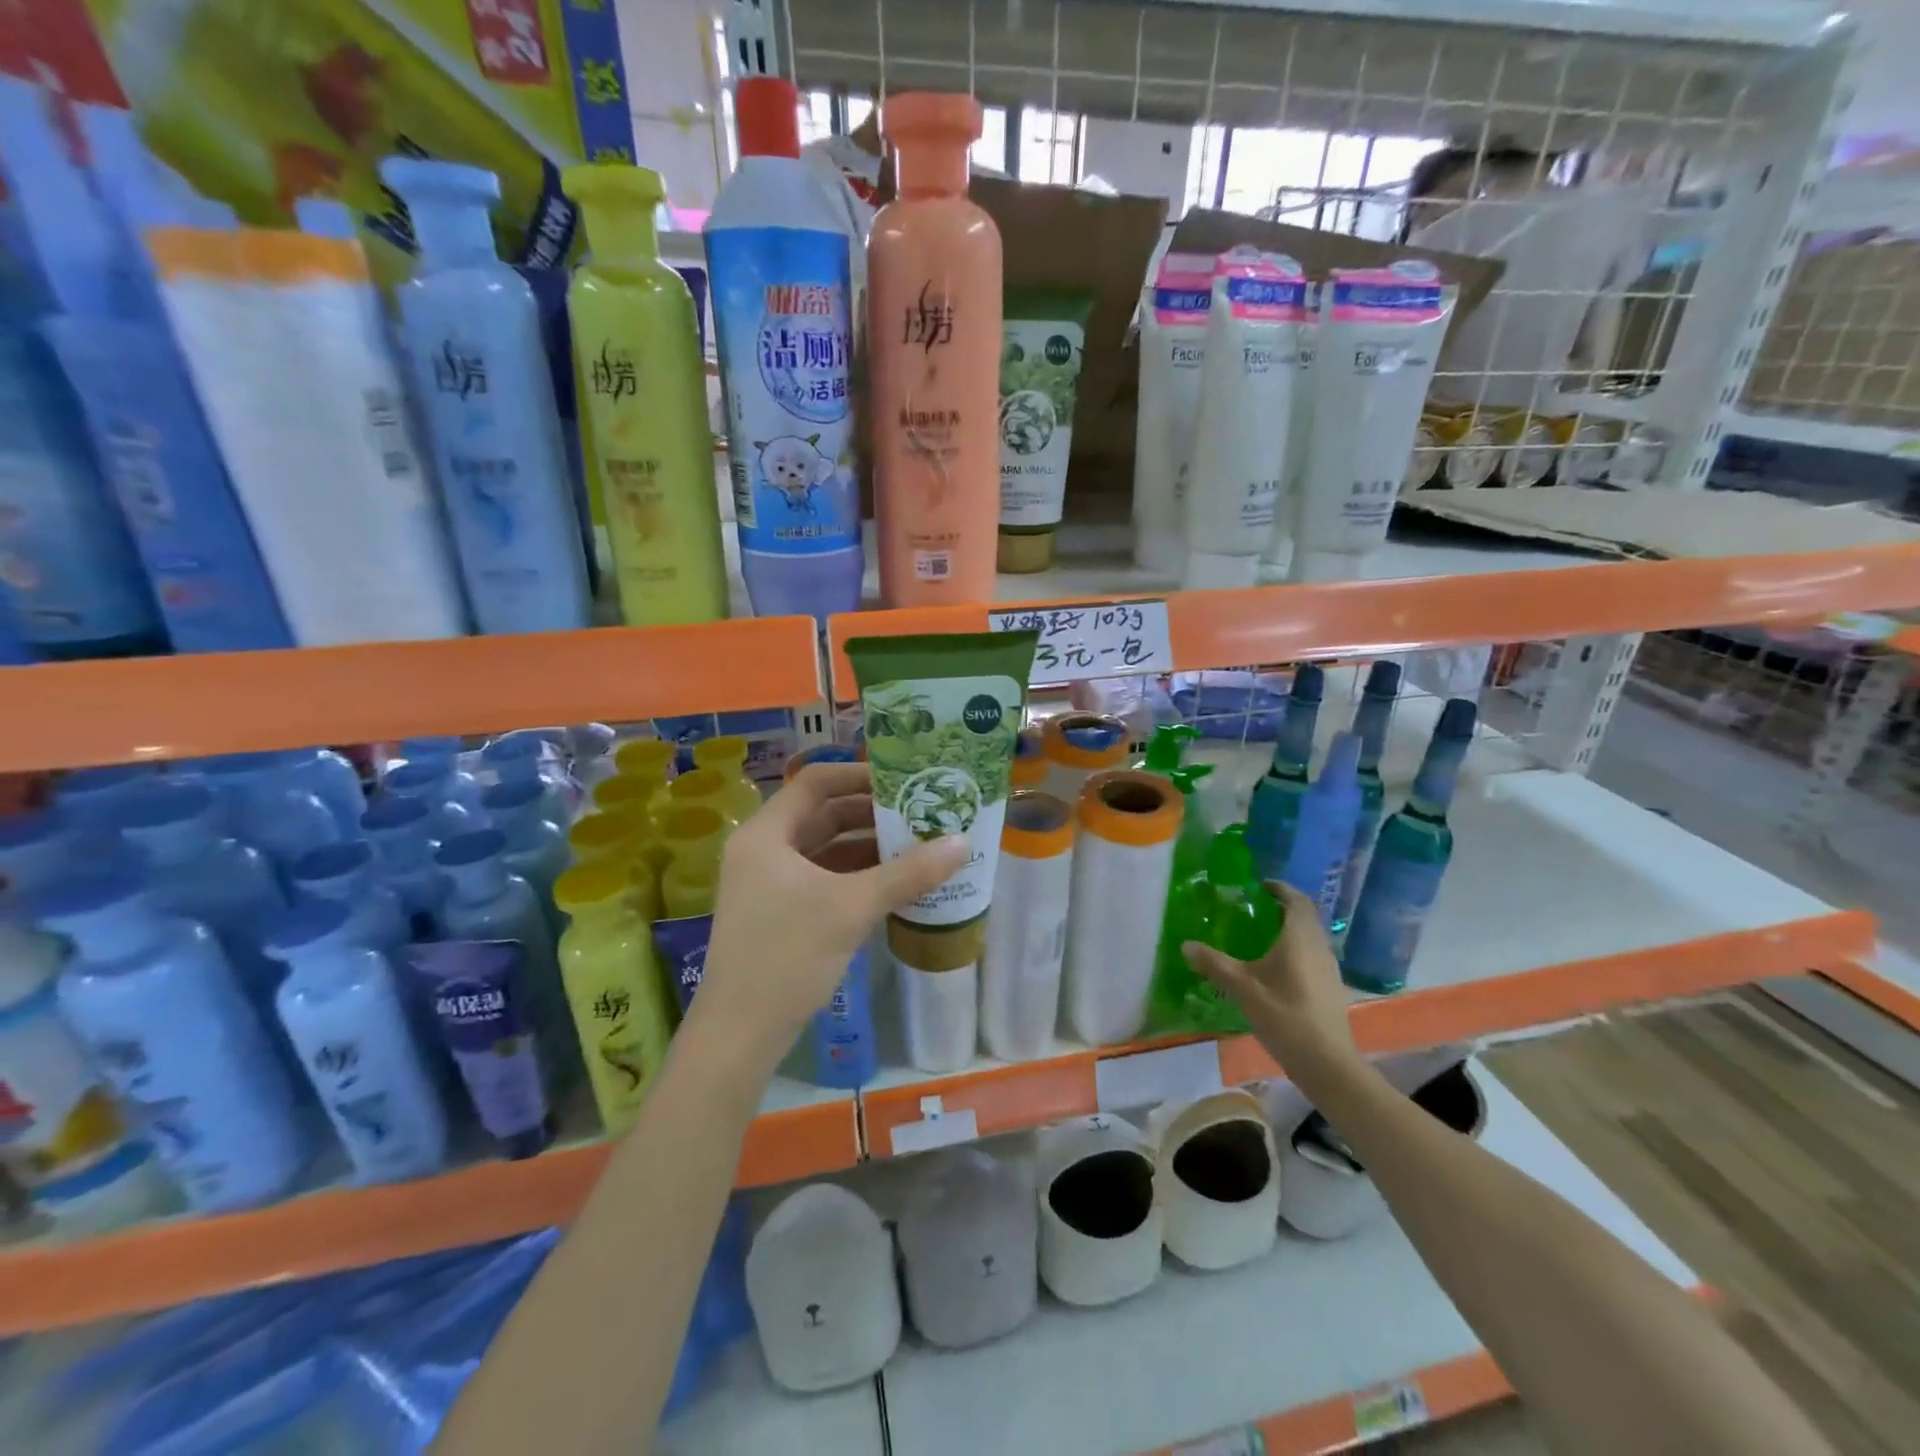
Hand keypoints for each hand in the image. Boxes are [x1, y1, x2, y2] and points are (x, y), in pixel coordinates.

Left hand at [695, 762, 967, 1061]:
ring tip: (917, 843)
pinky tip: (894, 881)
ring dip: (867, 845)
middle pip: (822, 814)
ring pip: (825, 848)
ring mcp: (769, 883)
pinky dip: (856, 875)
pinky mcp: (780, 912)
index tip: (903, 780)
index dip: (859, 775)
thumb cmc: (788, 956)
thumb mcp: (851, 907)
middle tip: (919, 812)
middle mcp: (763, 850)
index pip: (815, 782)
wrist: (740, 1033)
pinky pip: (823, 877)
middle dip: (871, 813)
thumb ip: (908, 873)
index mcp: (766, 834)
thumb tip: (963, 842)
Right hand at [1181, 881, 1359, 1086]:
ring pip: (1310, 936)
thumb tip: (1186, 945)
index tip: (1258, 886)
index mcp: (1300, 938)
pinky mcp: (1330, 987)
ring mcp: (1329, 968)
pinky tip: (1276, 968)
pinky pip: (1312, 954)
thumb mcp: (1243, 989)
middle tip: (1253, 909)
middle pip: (1305, 916)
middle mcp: (1319, 946)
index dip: (1280, 888)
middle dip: (1282, 908)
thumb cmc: (1285, 1017)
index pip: (1296, 899)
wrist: (1327, 1063)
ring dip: (1290, 929)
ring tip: (1260, 936)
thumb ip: (1214, 964)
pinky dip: (1295, 949)